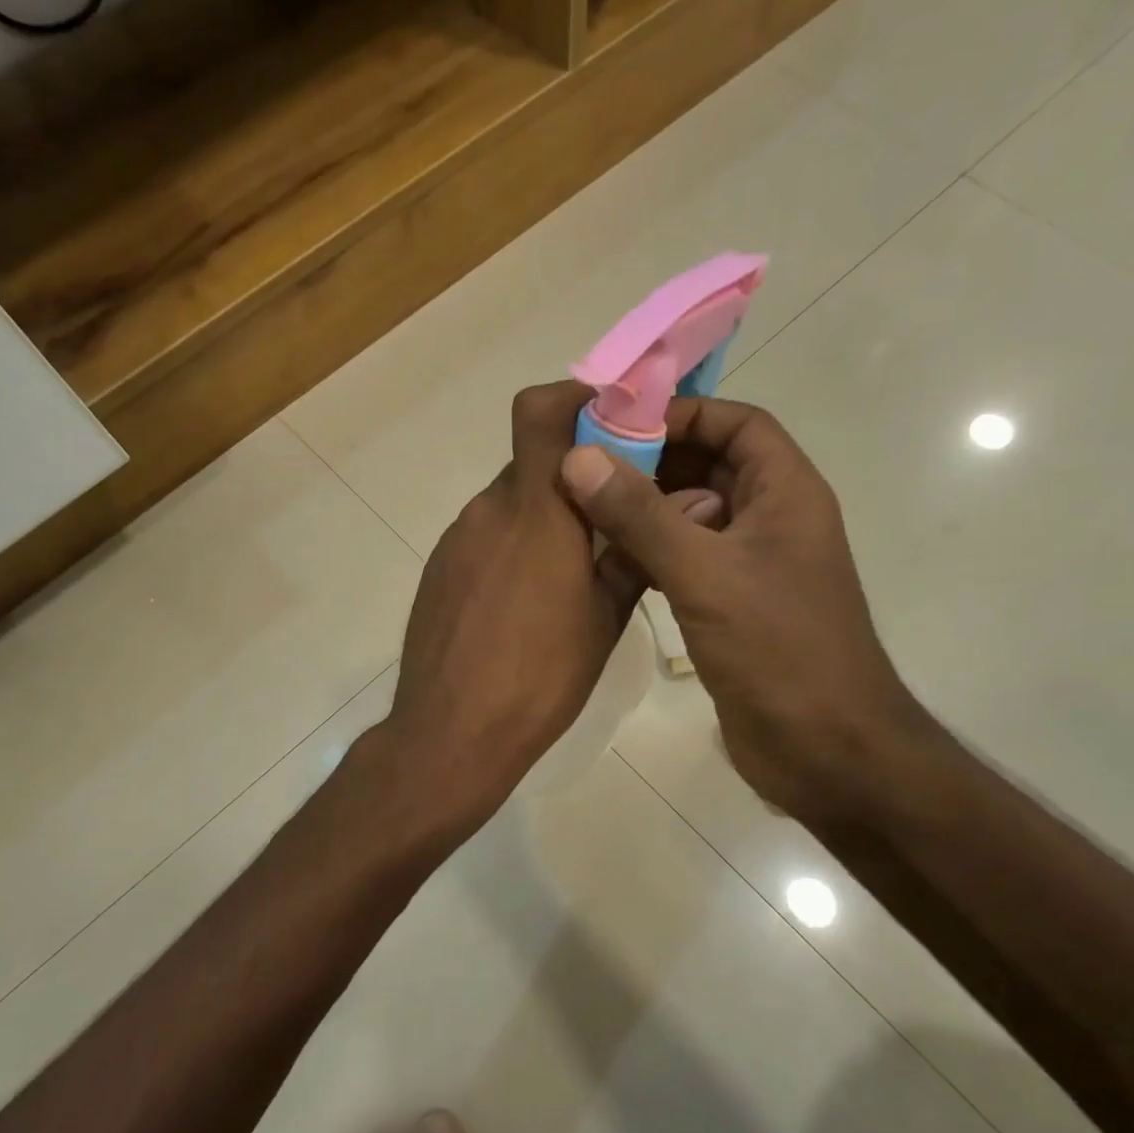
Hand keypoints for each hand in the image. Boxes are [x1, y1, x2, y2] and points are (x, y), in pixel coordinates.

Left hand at [382, 384, 719, 832]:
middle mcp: (489, 510)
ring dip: (544, 515)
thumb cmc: (540, 679)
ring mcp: (457, 539)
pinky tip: (525, 601)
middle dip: (574, 473)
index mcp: (537, 512)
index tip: (618, 422)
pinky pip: (484, 536)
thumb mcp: (605, 619)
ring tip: (570, 572)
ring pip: (510, 502)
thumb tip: (694, 504)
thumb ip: (640, 552)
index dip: (578, 398)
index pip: (541, 411)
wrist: (451, 734)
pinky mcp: (439, 568)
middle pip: (533, 460)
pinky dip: (513, 545)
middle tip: (611, 513)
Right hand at [559, 397, 935, 820]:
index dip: (683, 413)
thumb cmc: (778, 649)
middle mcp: (771, 520)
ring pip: (693, 516)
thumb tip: (578, 459)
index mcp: (785, 493)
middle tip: (585, 468)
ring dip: (646, 510)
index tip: (618, 423)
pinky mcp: (732, 606)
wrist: (825, 748)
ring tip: (584, 510)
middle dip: (652, 463)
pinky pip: (687, 560)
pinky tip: (607, 561)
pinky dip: (650, 553)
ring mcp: (752, 566)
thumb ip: (640, 515)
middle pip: (710, 466)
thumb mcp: (704, 573)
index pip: (737, 422)